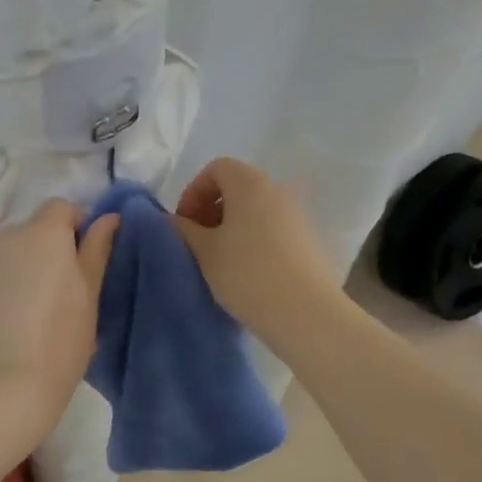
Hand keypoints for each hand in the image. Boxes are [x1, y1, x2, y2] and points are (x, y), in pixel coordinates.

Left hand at [0, 199, 119, 439]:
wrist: (5, 387)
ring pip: (11, 252)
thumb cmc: (62, 339)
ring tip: (39, 307)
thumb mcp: (90, 294)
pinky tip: (15, 321)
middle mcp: (6, 238)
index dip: (79, 226)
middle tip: (67, 288)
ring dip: (26, 265)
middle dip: (52, 247)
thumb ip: (98, 249)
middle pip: (34, 228)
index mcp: (42, 233)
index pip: (62, 207)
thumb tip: (109, 217)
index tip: (88, 260)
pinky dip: (6, 286)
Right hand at [172, 157, 339, 338]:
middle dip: (210, 210)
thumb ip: (183, 229)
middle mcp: (278, 190)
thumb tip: (173, 221)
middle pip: (237, 187)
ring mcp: (297, 216)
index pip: (216, 168)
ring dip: (231, 228)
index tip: (184, 224)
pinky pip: (272, 229)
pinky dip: (252, 240)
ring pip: (255, 210)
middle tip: (197, 242)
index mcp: (250, 183)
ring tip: (219, 261)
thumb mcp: (204, 251)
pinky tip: (245, 272)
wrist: (305, 313)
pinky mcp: (308, 241)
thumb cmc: (247, 273)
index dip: (193, 191)